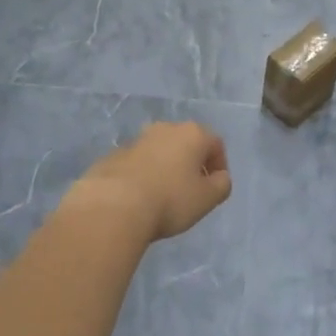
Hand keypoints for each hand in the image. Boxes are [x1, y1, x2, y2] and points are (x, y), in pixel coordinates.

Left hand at [66, 122, 232, 242]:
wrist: (113, 206)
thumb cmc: (170, 200)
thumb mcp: (208, 198)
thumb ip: (221, 185)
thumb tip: (219, 177)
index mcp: (192, 134)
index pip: (216, 144)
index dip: (219, 166)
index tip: (214, 188)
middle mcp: (164, 129)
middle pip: (186, 144)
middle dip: (191, 164)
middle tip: (191, 191)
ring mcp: (136, 140)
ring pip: (159, 152)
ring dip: (166, 168)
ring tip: (163, 196)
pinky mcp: (113, 155)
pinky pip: (137, 164)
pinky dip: (143, 176)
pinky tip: (140, 198)